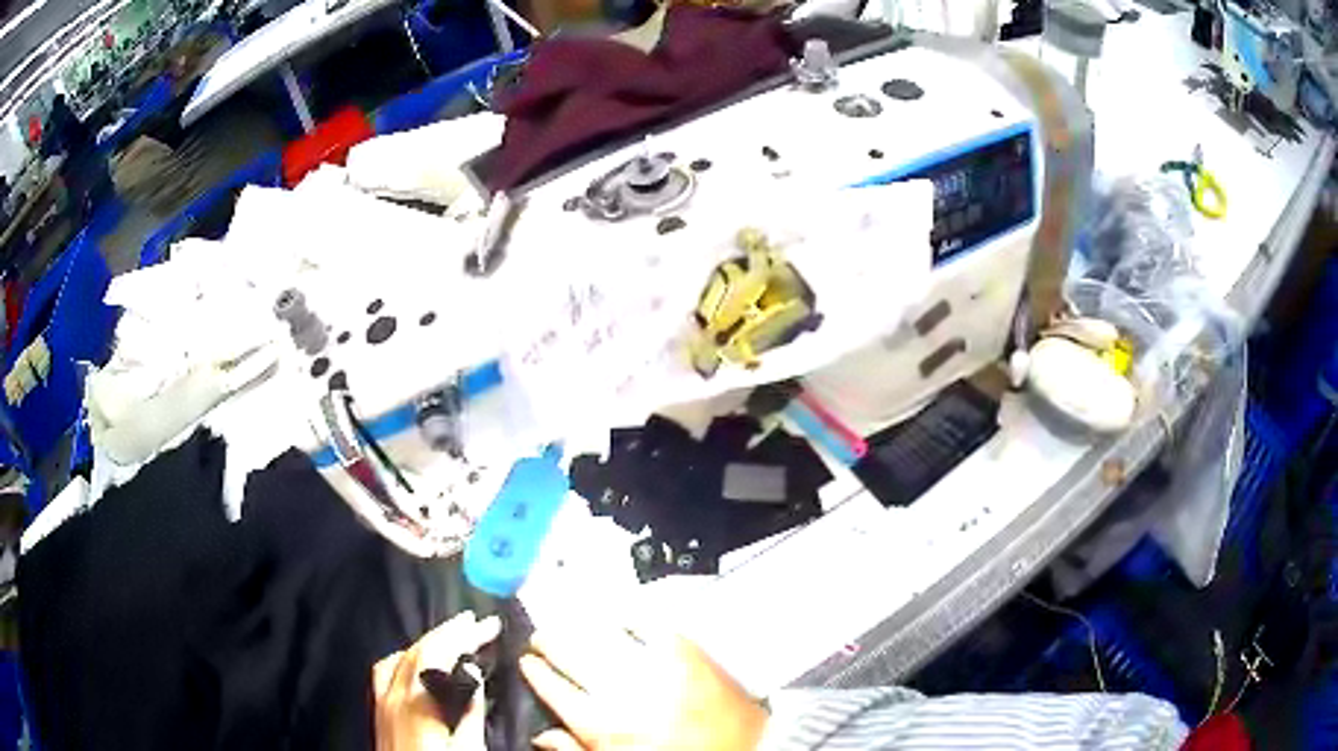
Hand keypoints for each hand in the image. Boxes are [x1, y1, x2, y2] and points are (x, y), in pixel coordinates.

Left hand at [373, 611, 500, 750]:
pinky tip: (417, 665)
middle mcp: (393, 694)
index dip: (462, 634)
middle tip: (477, 623)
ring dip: (426, 642)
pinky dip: (406, 658)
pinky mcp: (377, 711)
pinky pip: (386, 671)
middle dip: (448, 632)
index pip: (436, 654)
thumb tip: (475, 674)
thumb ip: (468, 712)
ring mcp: (380, 702)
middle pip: (417, 651)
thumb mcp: (467, 749)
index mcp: (416, 703)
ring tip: (451, 638)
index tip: (488, 624)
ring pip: (399, 657)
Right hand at [520, 622, 767, 750]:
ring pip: (602, 639)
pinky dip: (630, 619)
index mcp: (604, 727)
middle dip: (550, 643)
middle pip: (572, 657)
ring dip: (579, 628)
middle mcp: (623, 693)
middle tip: (541, 638)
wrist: (748, 750)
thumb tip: (541, 736)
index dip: (536, 673)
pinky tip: (619, 619)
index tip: (527, 662)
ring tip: (567, 624)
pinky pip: (650, 626)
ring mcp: (656, 668)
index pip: (555, 690)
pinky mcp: (688, 653)